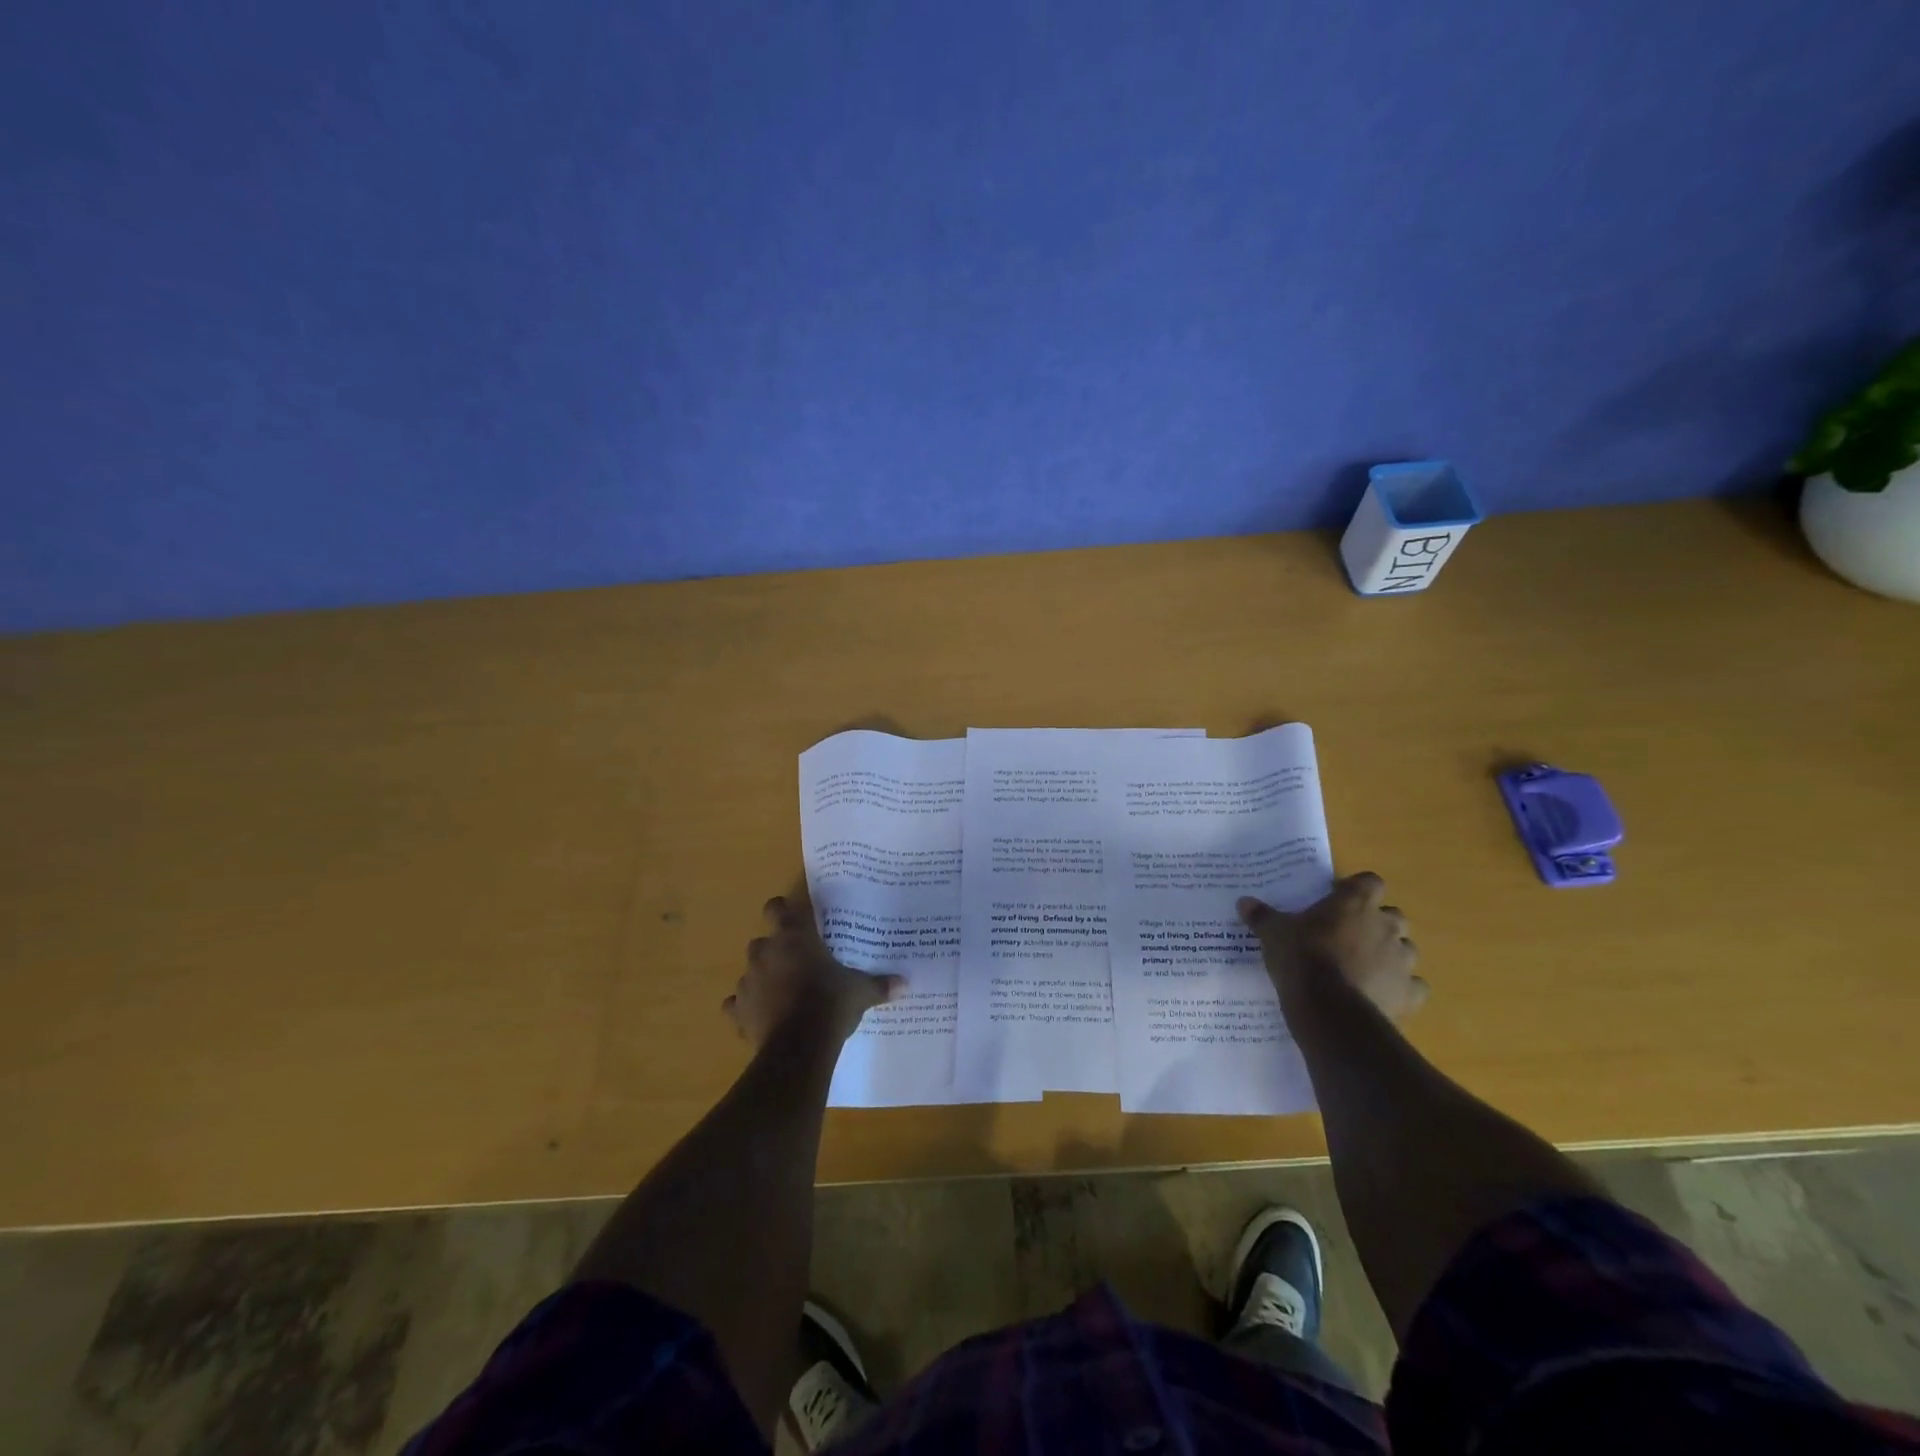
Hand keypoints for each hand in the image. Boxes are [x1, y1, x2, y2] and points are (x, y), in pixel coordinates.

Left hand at [724, 894, 900, 1046]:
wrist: (799, 1046)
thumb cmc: (830, 1003)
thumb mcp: (860, 992)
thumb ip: (878, 984)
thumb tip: (904, 983)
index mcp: (793, 937)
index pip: (777, 908)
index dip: (783, 911)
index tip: (795, 920)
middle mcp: (765, 953)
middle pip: (762, 941)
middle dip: (775, 951)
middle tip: (797, 964)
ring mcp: (748, 982)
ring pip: (749, 972)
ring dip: (762, 979)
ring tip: (782, 995)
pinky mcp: (737, 1012)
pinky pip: (736, 1005)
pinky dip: (746, 1009)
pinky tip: (761, 1018)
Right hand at [1238, 873, 1427, 1018]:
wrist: (1330, 1011)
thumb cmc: (1302, 959)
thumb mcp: (1273, 934)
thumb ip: (1262, 916)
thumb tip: (1244, 902)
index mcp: (1355, 903)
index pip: (1369, 882)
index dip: (1356, 889)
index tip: (1337, 899)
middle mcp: (1386, 926)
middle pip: (1392, 915)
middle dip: (1376, 923)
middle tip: (1348, 935)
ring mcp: (1402, 961)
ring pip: (1405, 950)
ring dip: (1389, 955)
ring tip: (1363, 967)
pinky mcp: (1409, 994)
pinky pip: (1412, 986)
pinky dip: (1399, 988)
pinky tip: (1379, 994)